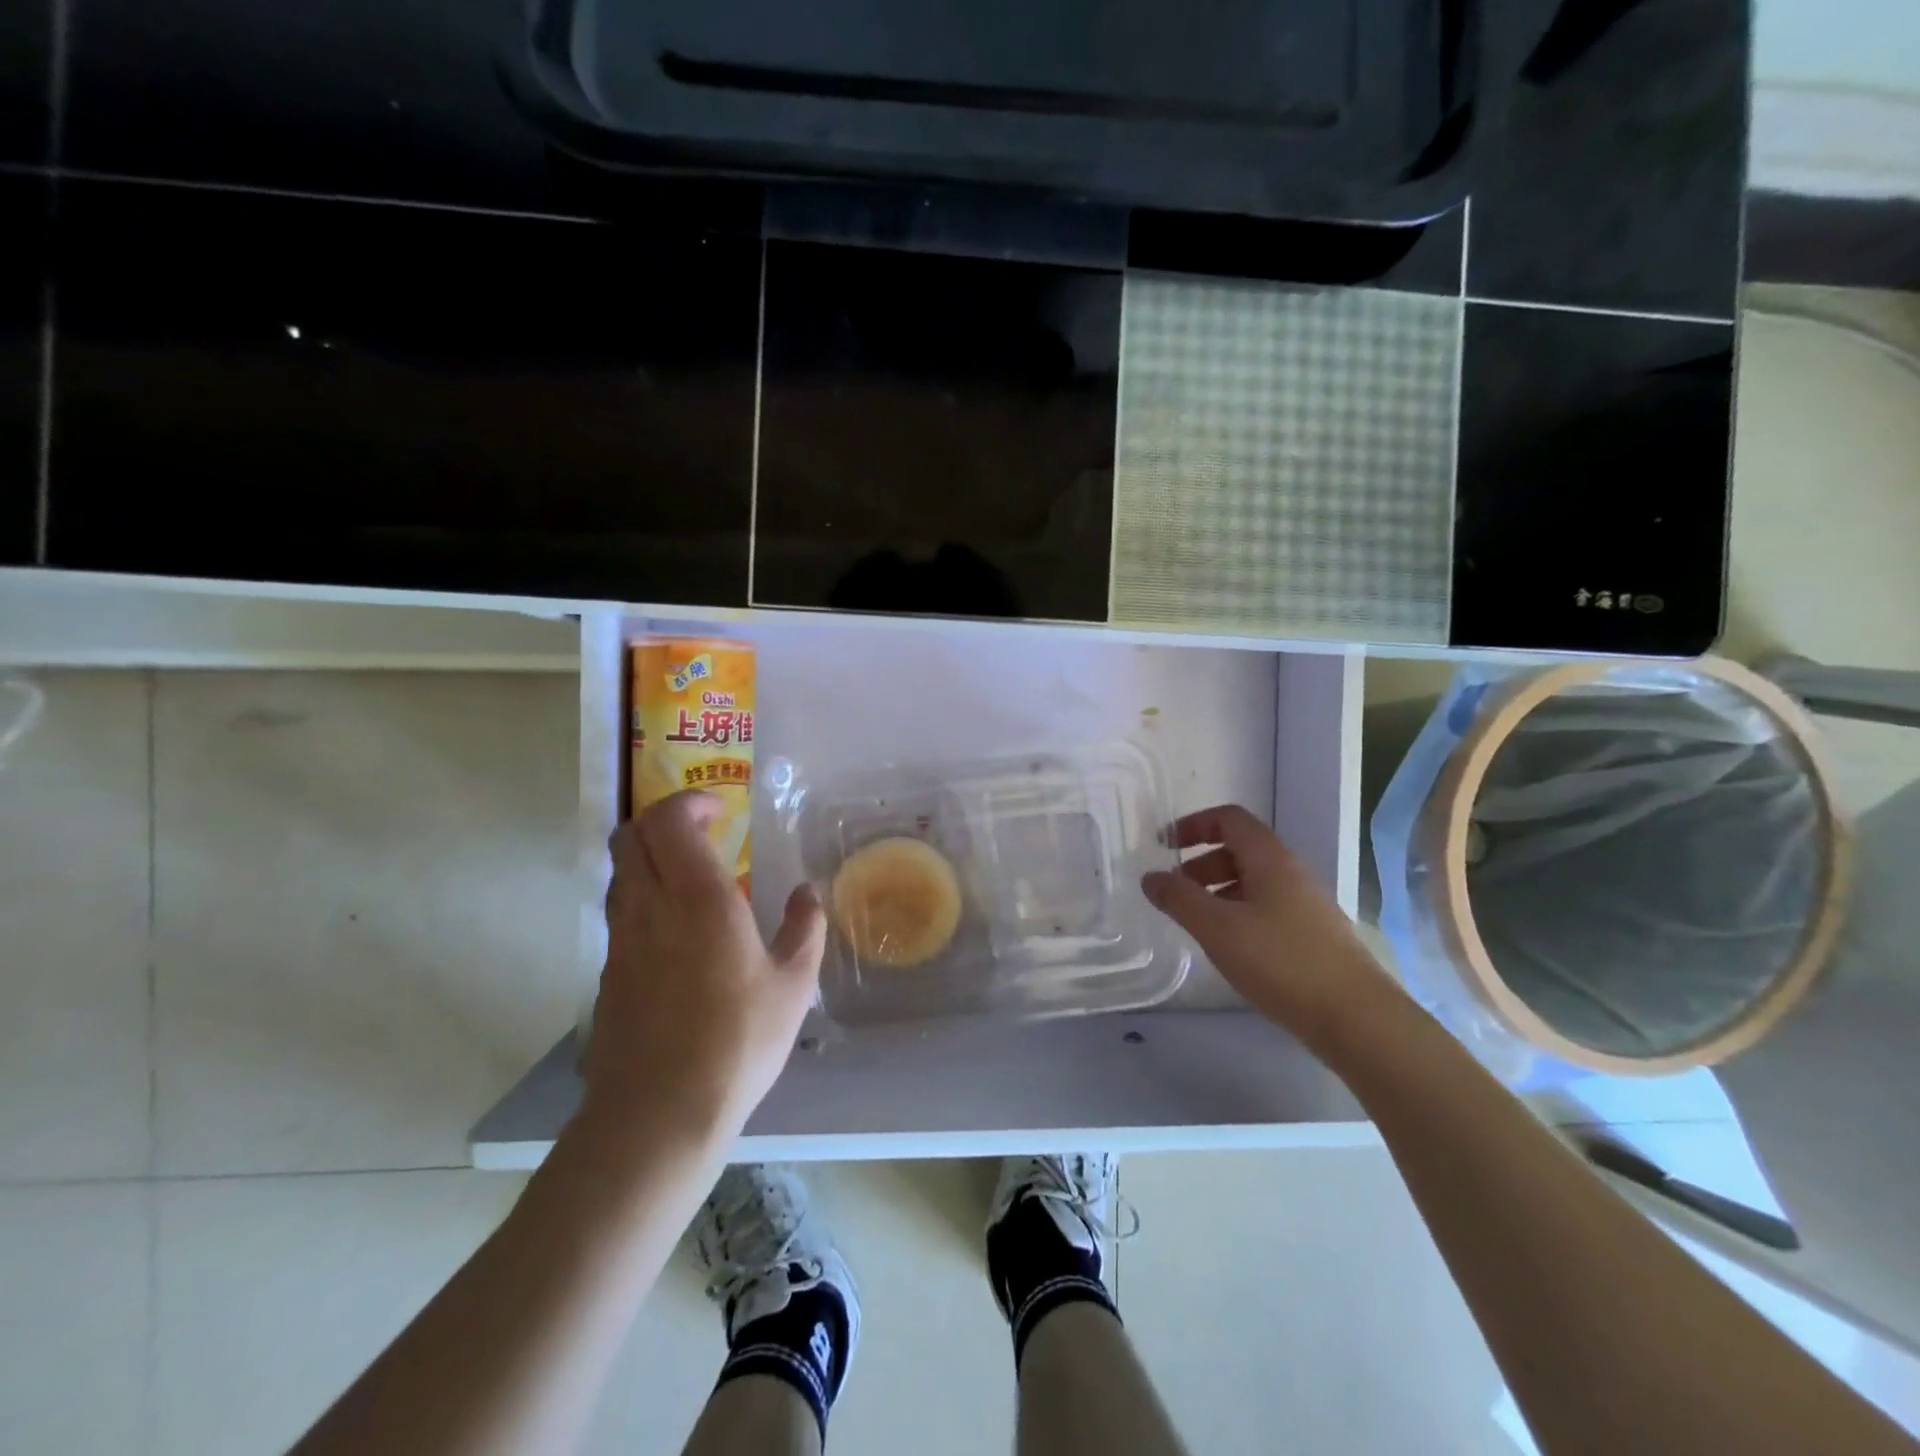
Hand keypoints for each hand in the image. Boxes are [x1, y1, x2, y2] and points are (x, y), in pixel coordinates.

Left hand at [581, 791, 826, 1148]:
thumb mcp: (793, 985)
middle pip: (631, 836)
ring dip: (650, 856)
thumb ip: (805, 928)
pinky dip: (644, 895)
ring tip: (691, 876)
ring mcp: (622, 939)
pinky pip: (620, 910)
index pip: (669, 821)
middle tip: (702, 832)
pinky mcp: (610, 972)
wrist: (657, 1113)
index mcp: (698, 898)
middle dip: (662, 819)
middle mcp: (650, 906)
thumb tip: (808, 893)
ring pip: (620, 871)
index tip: (720, 810)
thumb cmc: (737, 1042)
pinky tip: (677, 929)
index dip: (689, 802)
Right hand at [1142, 804, 1398, 1053]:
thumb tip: (1150, 877)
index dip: (1193, 824)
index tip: (1164, 846)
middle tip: (1175, 893)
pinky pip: (1266, 909)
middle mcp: (1290, 872)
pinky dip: (1238, 915)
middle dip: (1200, 864)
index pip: (1229, 819)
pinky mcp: (1313, 936)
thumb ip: (1179, 899)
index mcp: (1269, 858)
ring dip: (1218, 892)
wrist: (1356, 1018)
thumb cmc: (1281, 961)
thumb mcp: (1217, 928)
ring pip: (1253, 882)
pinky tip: (1229, 948)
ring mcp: (1306, 905)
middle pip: (1239, 849)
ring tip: (1196, 924)